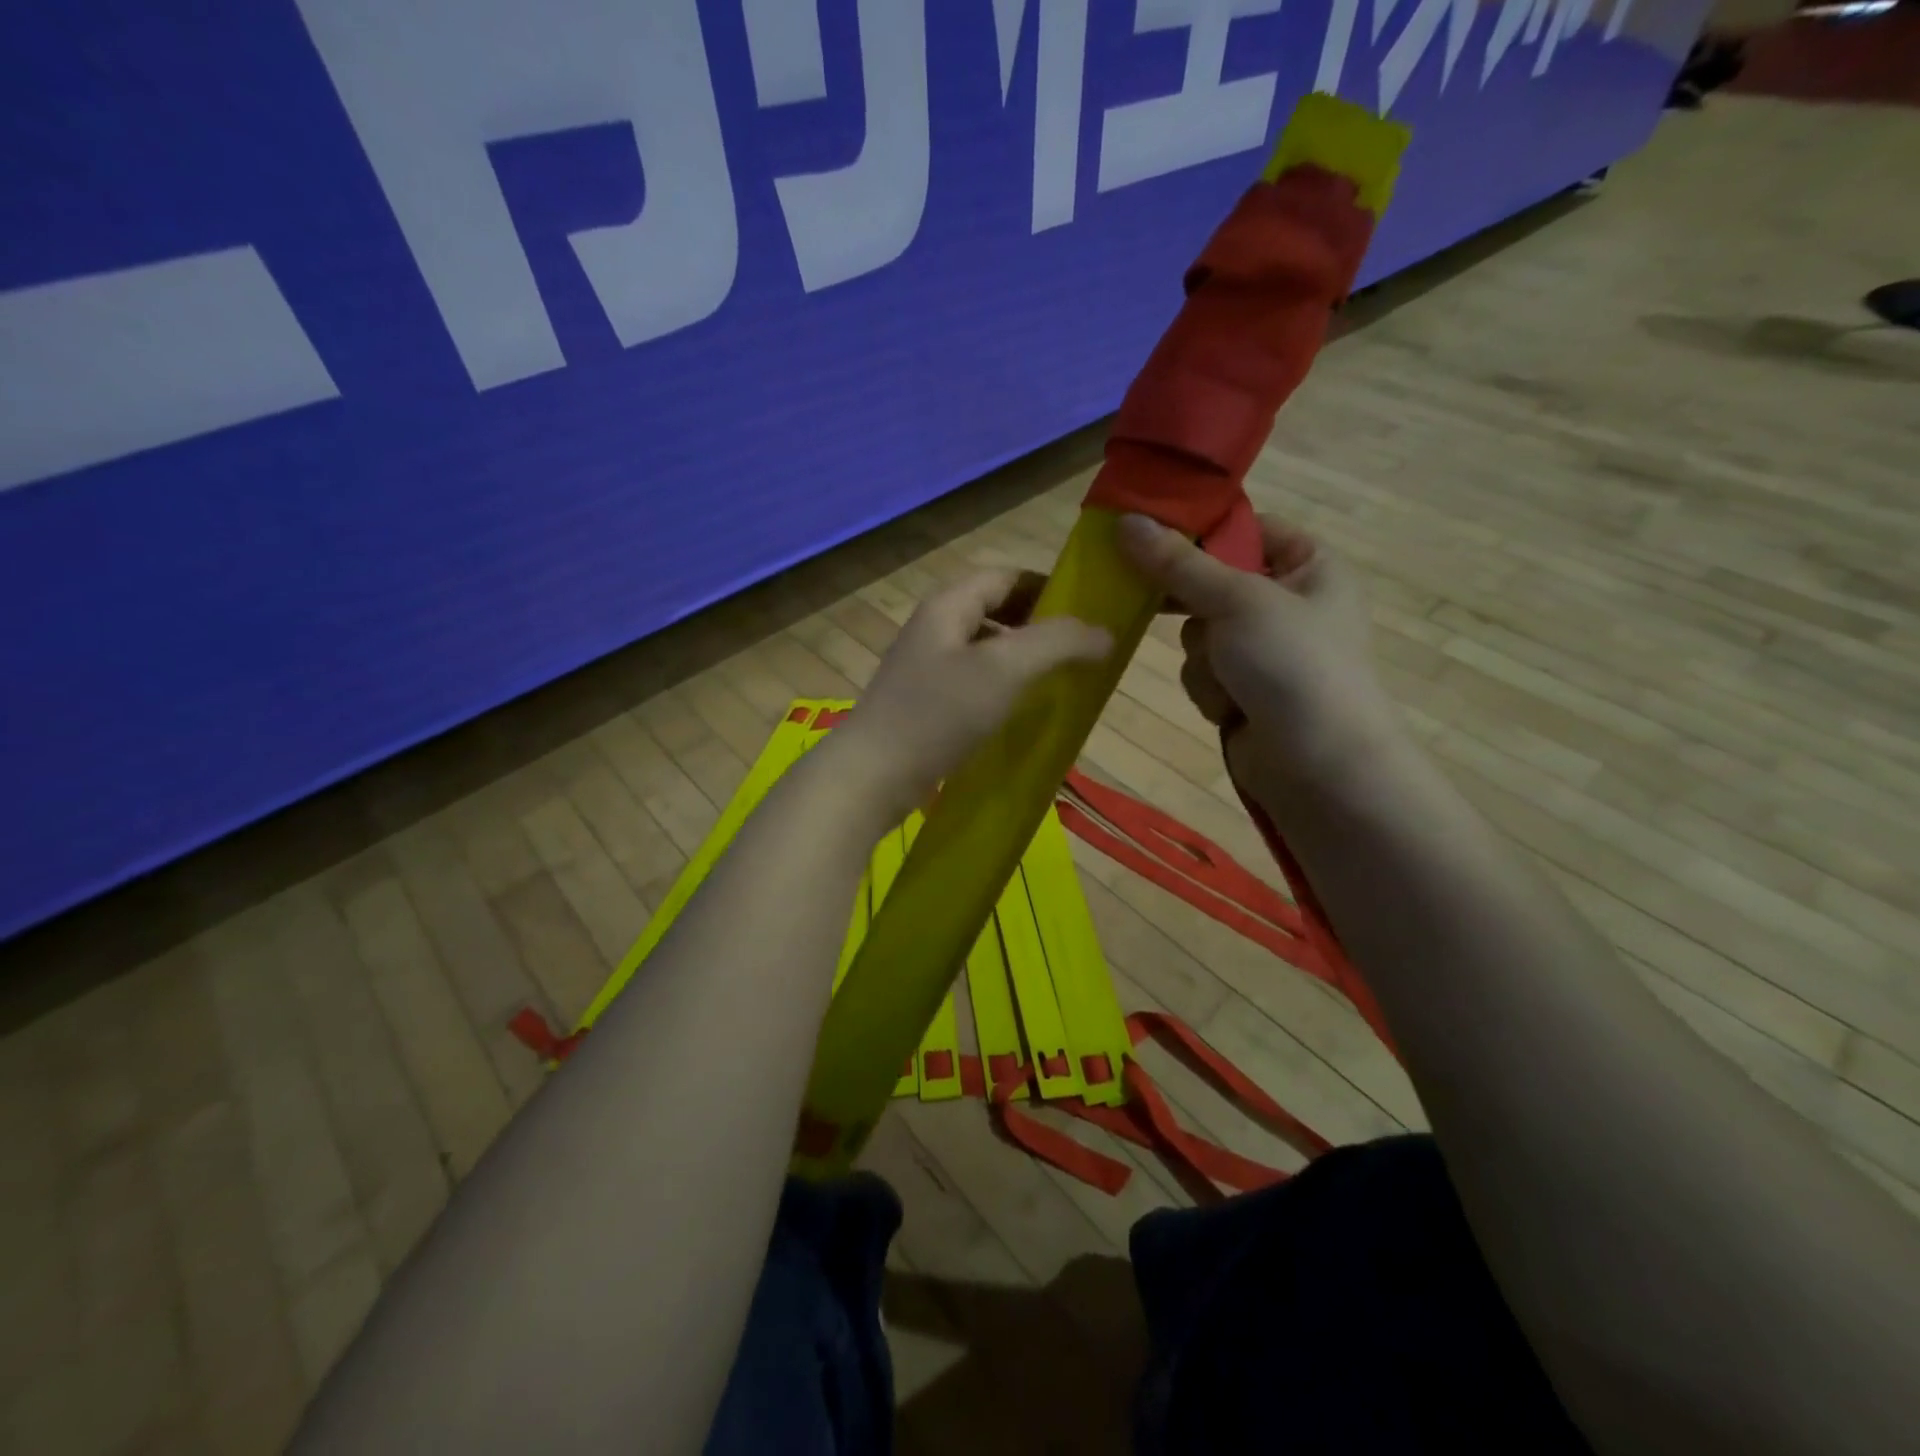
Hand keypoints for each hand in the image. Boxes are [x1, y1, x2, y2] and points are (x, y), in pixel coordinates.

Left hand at [835, 570, 1112, 823]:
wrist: (872, 776)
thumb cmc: (938, 713)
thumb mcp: (1004, 669)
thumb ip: (1057, 643)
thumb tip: (1105, 632)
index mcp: (949, 604)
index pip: (1007, 576)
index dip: (1050, 587)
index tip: (1089, 611)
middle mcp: (935, 627)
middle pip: (996, 610)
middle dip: (1040, 625)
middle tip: (1080, 650)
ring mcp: (926, 667)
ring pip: (985, 649)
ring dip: (1022, 659)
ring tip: (1059, 681)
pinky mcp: (924, 703)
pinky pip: (973, 682)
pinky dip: (1002, 687)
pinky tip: (1020, 712)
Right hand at [1116, 512, 1400, 798]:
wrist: (1319, 766)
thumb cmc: (1292, 664)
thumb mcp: (1236, 601)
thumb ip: (1178, 563)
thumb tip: (1125, 520)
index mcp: (1310, 566)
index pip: (1248, 529)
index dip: (1202, 531)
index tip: (1149, 532)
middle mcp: (1289, 603)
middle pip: (1213, 583)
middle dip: (1195, 608)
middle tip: (1154, 599)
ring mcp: (1265, 651)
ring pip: (1199, 633)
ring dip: (1204, 658)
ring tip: (1229, 679)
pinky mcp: (1245, 689)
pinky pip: (1204, 671)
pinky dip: (1210, 688)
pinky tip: (1231, 707)